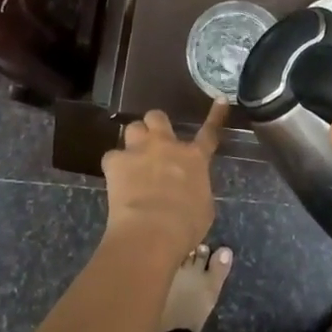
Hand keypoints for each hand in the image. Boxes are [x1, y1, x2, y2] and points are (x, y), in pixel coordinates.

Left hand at [101, 102, 226, 253]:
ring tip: (133, 156)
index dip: (215, 115)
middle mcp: (166, 146)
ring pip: (133, 127)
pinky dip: (114, 166)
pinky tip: (116, 179)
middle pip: (158, 116)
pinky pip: (112, 156)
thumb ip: (196, 187)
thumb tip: (188, 186)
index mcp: (194, 158)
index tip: (220, 99)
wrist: (151, 231)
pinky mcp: (115, 161)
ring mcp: (139, 150)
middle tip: (154, 140)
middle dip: (156, 125)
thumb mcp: (203, 207)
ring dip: (134, 139)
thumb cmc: (185, 225)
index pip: (209, 132)